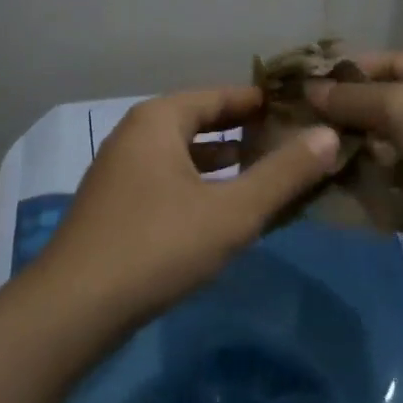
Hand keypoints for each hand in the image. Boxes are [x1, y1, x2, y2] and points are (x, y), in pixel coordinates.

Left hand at [33, 87, 341, 328]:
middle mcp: (135, 134)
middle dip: (242, 130)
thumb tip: (328, 135)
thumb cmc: (158, 245)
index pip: (218, 95)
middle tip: (288, 139)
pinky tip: (220, 207)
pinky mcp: (116, 204)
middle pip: (199, 120)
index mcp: (159, 120)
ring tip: (263, 169)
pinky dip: (199, 183)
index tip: (297, 108)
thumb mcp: (231, 211)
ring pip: (182, 153)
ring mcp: (121, 170)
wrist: (74, 307)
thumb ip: (283, 174)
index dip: (258, 101)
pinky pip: (168, 178)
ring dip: (221, 159)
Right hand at [307, 52, 402, 285]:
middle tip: (293, 124)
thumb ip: (355, 98)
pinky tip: (323, 190)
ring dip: (347, 155)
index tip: (305, 81)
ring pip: (381, 153)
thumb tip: (310, 90)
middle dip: (342, 116)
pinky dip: (360, 191)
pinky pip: (387, 192)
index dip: (350, 70)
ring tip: (303, 157)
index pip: (392, 65)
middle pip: (383, 110)